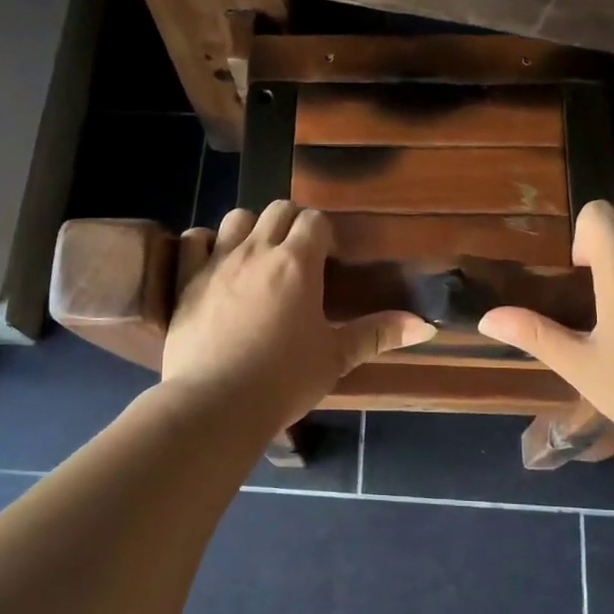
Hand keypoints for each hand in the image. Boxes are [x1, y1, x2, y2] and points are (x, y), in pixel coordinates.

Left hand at [161, 201, 434, 427]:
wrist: (217, 404)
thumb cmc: (284, 380)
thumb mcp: (336, 357)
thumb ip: (378, 334)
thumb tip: (427, 325)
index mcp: (297, 263)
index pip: (315, 221)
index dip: (324, 234)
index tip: (328, 260)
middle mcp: (257, 250)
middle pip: (278, 210)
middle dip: (292, 224)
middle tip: (298, 258)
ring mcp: (217, 262)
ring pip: (237, 217)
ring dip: (251, 229)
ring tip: (257, 257)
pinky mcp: (186, 279)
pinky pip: (193, 239)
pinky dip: (205, 243)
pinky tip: (213, 262)